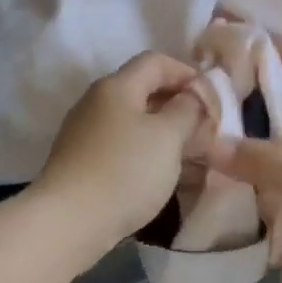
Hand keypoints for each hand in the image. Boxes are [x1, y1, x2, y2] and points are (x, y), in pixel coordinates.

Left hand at [30, 52, 205, 262]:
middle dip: (176, 105)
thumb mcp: (167, 137)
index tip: (212, 99)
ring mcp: (84, 132)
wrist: (69, 221)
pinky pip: (119, 145)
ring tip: (188, 154)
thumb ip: (186, 110)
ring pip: (131, 121)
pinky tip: (157, 174)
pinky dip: (143, 151)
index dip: (187, 73)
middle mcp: (95, 102)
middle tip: (205, 129)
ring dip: (162, 132)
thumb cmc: (125, 172)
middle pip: (142, 90)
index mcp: (116, 86)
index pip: (156, 61)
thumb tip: (192, 96)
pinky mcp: (80, 160)